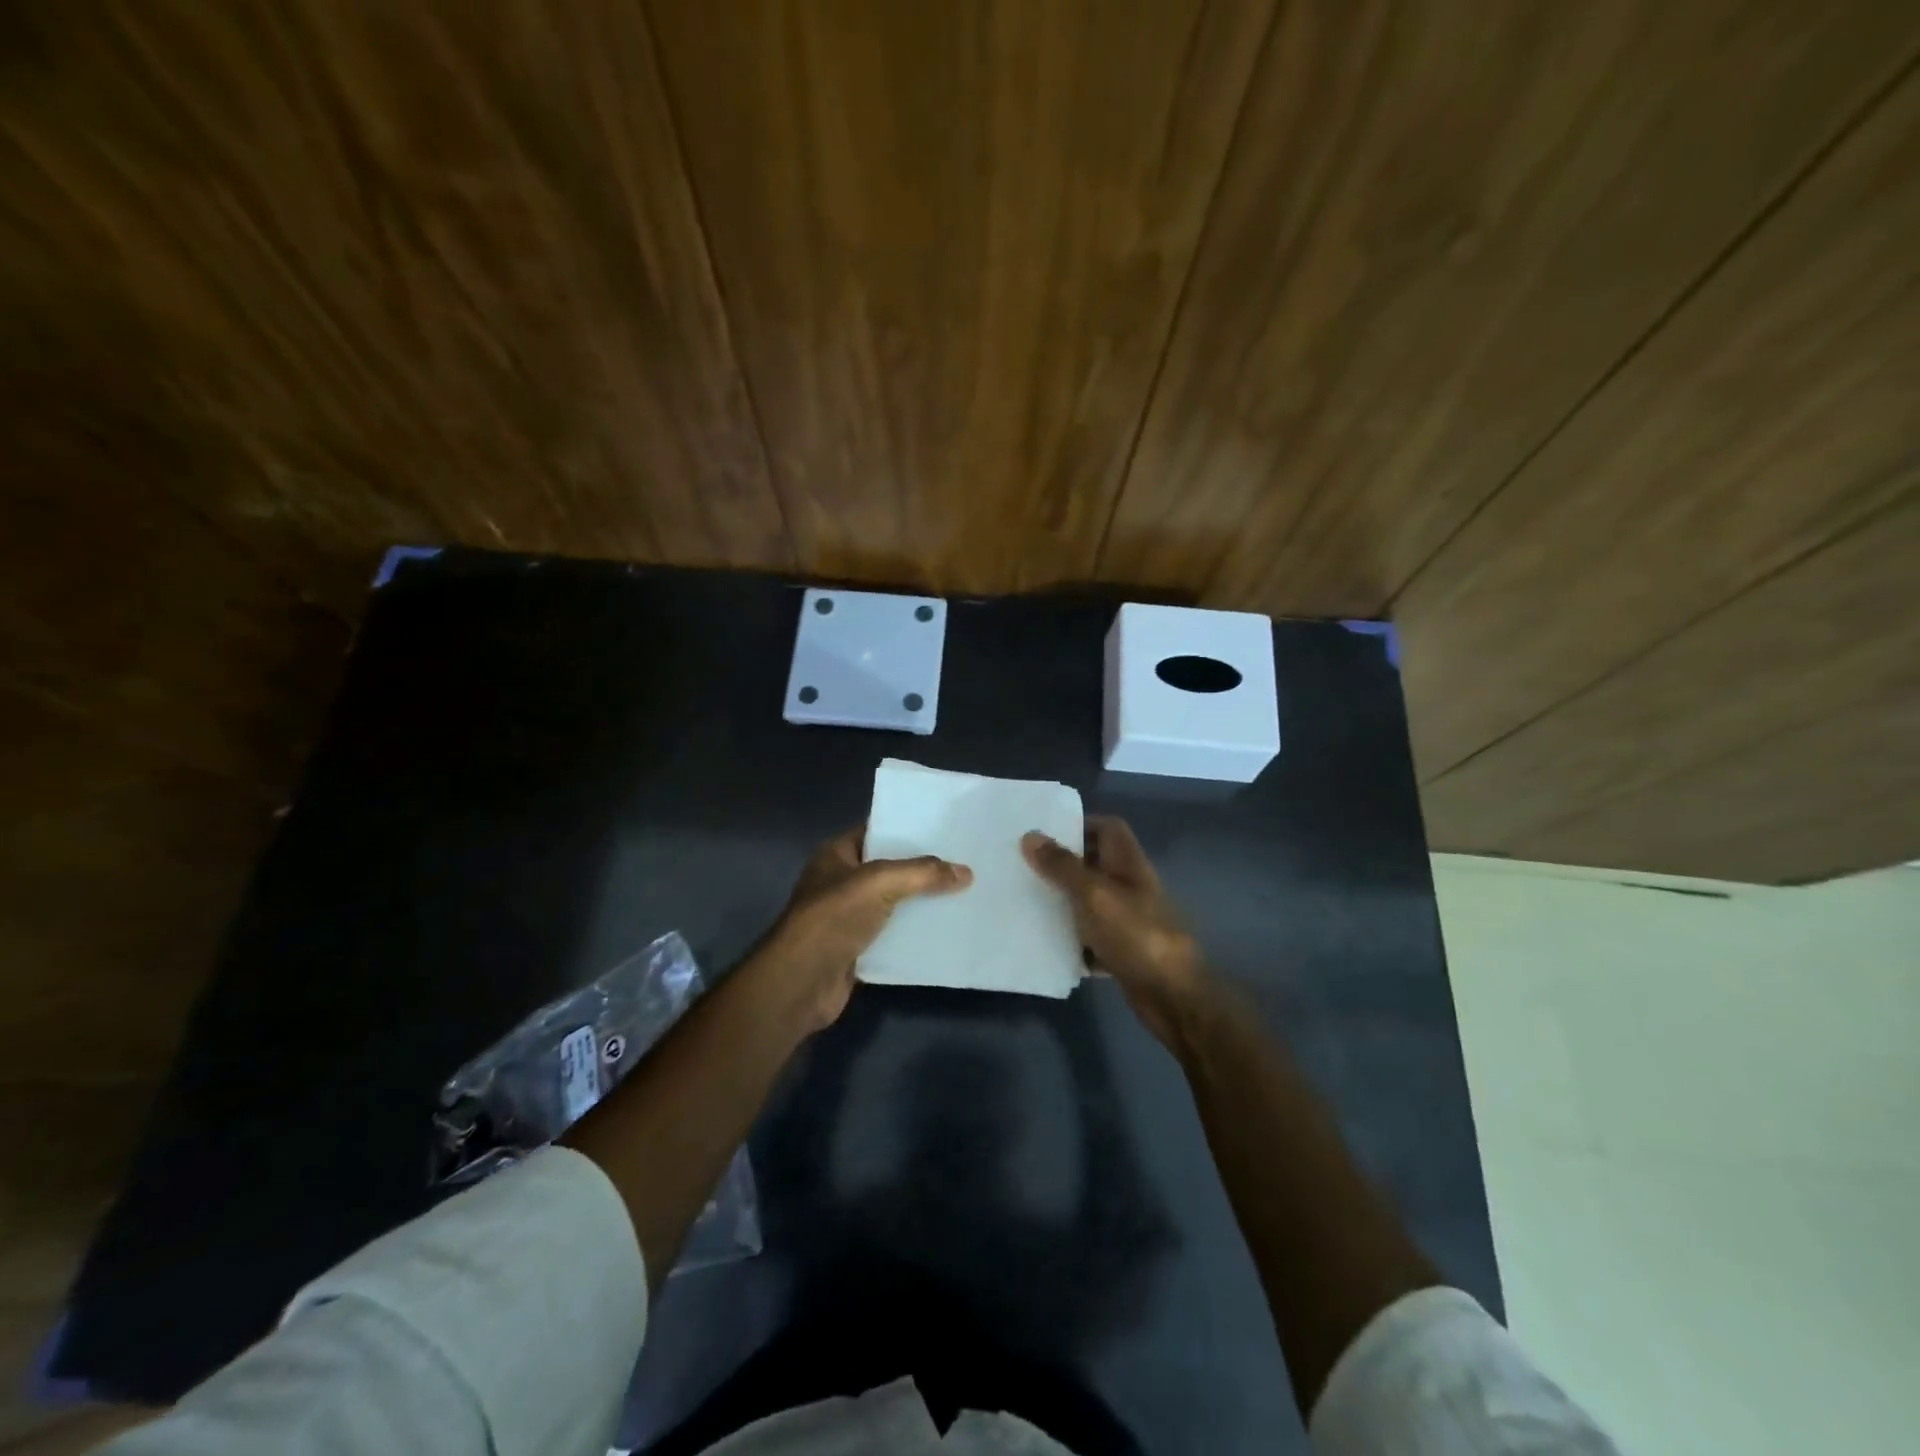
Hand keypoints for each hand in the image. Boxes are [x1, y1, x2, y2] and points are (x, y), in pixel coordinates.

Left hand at [751, 826, 971, 1031]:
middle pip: (889, 869)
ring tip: (963, 894)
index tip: (945, 828)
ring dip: (921, 903)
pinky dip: (914, 935)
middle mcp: (840, 882)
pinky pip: (892, 936)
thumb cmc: (834, 918)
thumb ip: (923, 873)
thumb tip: (966, 872)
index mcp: (836, 855)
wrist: (802, 981)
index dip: (907, 828)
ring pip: (893, 904)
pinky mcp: (857, 950)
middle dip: (922, 869)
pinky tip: (946, 931)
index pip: (876, 832)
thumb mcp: (880, 882)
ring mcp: (847, 918)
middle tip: (963, 862)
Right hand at [1022, 816, 1204, 1045]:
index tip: (1044, 834)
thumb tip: (1030, 835)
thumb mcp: (1093, 894)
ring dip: (1063, 904)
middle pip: (1094, 865)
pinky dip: (1072, 942)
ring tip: (1025, 902)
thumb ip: (1062, 865)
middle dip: (1062, 866)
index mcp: (1128, 864)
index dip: (1080, 824)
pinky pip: (1091, 939)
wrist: (1172, 996)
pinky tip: (1045, 945)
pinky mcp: (1122, 952)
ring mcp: (1128, 921)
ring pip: (1089, 903)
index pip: (1108, 828)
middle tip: (1024, 868)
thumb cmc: (1135, 934)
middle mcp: (1130, 888)